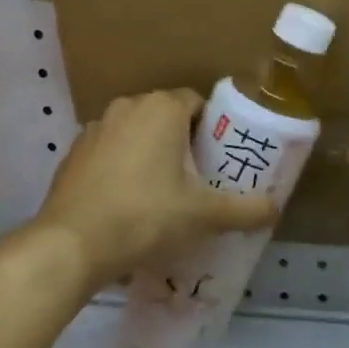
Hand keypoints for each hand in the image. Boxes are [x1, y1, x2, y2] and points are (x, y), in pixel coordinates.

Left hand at [35, 89, 276, 282]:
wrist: (72, 244)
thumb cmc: (146, 216)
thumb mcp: (204, 215)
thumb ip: (245, 209)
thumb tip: (276, 208)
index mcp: (161, 108)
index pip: (197, 103)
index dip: (213, 128)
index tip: (220, 158)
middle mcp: (126, 107)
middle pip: (166, 117)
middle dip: (183, 142)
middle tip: (199, 178)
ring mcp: (94, 129)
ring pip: (135, 133)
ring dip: (151, 153)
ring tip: (164, 192)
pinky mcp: (73, 154)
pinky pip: (109, 152)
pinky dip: (122, 168)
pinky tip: (128, 202)